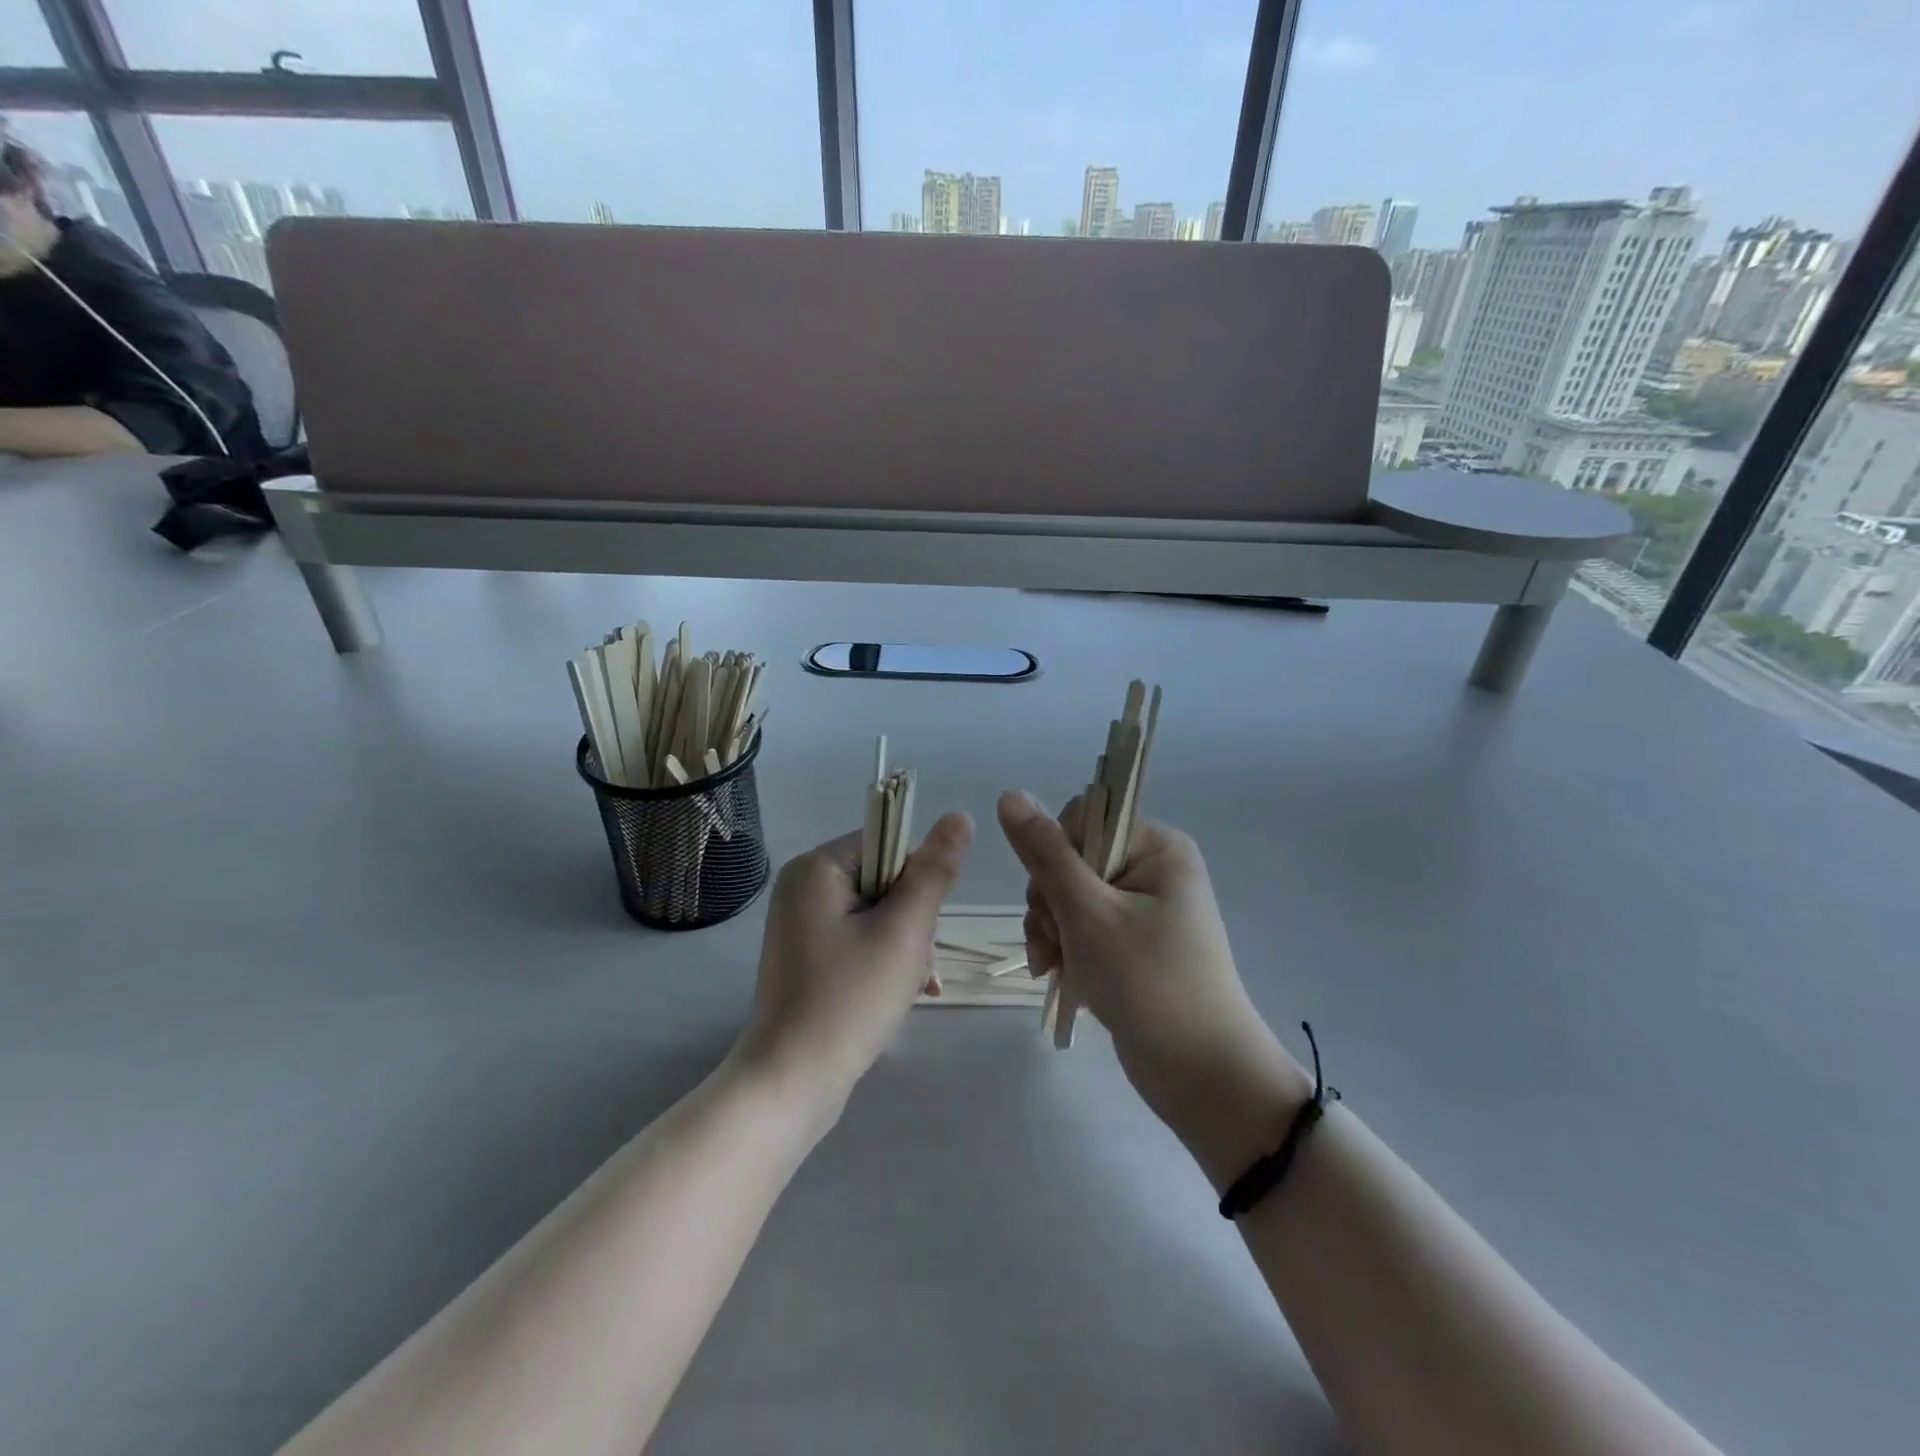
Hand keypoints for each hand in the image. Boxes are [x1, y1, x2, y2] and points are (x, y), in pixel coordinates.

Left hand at [731, 813, 972, 1118]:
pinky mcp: (806, 954)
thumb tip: (960, 816)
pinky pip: (858, 938)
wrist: (792, 1083)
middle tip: (917, 965)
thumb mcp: (904, 932)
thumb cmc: (850, 1000)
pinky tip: (902, 993)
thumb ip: (934, 872)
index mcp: (817, 868)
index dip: (918, 882)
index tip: (923, 927)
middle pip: (884, 880)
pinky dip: (884, 959)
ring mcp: (801, 922)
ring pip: (877, 913)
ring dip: (905, 944)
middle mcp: (802, 886)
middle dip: (913, 921)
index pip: (889, 844)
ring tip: (912, 986)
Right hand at [996, 791, 1305, 1141]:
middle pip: (1072, 858)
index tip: (1054, 897)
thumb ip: (1046, 854)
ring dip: (1051, 928)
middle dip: (1050, 901)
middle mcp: (1153, 868)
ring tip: (1052, 965)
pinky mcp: (1132, 942)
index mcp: (1157, 847)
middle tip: (1054, 942)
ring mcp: (1143, 908)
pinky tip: (1056, 974)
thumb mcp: (1088, 913)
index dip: (1056, 853)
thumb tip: (1010, 794)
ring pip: (1070, 895)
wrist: (1202, 1076)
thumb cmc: (1148, 983)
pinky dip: (1065, 947)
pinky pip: (1083, 926)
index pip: (1083, 819)